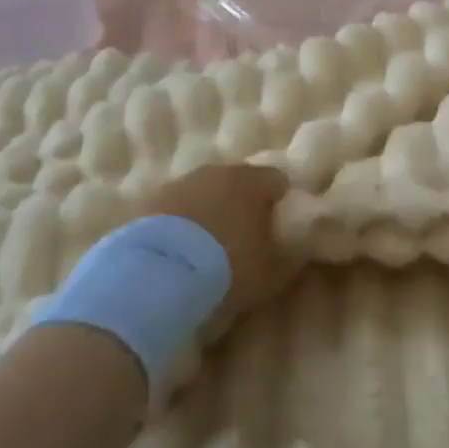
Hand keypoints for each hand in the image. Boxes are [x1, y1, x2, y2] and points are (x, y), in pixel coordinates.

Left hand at [136, 163, 293, 323]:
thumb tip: (299, 248)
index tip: (278, 223)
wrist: (158, 275)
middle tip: (243, 232)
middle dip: (241, 201)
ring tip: (207, 243)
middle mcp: (217, 172)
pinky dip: (180, 221)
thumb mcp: (270, 272)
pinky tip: (179, 247)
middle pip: (237, 180)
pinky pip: (175, 207)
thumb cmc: (227, 268)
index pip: (276, 179)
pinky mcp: (149, 201)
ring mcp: (180, 183)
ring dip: (208, 208)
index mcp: (251, 182)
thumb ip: (289, 256)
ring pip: (203, 191)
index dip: (279, 200)